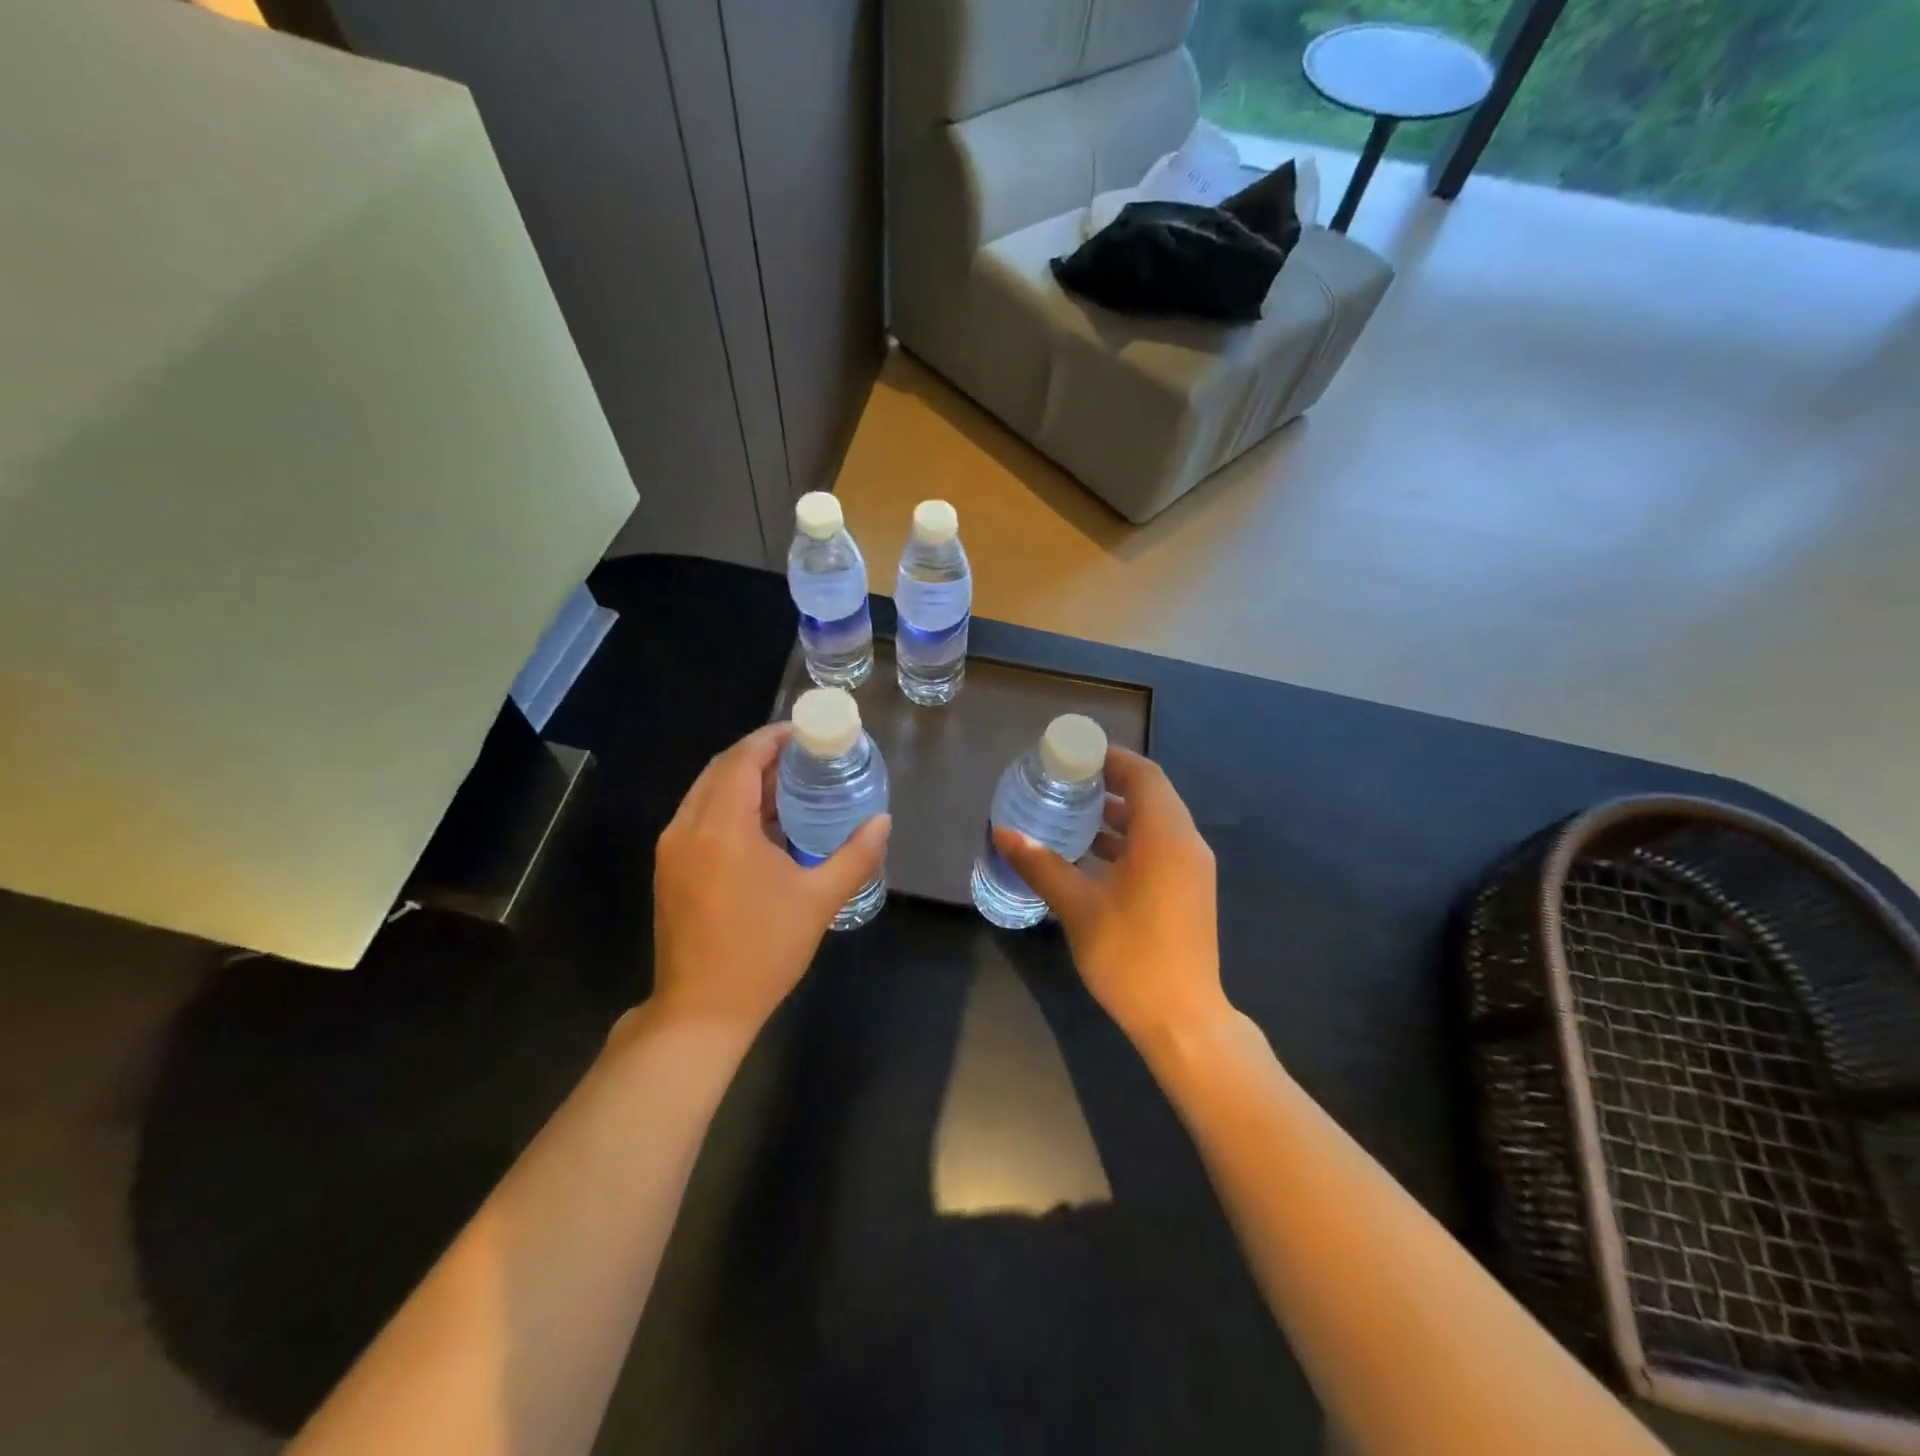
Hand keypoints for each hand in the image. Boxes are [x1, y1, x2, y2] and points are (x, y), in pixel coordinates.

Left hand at [647, 723, 890, 1032]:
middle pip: (720, 769)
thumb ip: (856, 855)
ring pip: (705, 792)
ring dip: (741, 779)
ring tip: (786, 782)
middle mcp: (687, 828)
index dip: (772, 738)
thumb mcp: (819, 901)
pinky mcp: (669, 868)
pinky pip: (698, 816)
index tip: (804, 731)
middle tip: (801, 755)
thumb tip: (883, 821)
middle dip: (759, 754)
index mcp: (721, 828)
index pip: (742, 761)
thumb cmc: (763, 951)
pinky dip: (727, 804)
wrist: (702, 1011)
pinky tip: (760, 821)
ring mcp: (672, 849)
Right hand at [993, 747, 1228, 1046]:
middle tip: (1063, 782)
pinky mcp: (1189, 888)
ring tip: (1071, 813)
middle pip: (1150, 794)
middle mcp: (1186, 842)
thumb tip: (1003, 832)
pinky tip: (1091, 854)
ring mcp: (1192, 867)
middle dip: (1108, 782)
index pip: (1142, 774)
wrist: (1183, 1019)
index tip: (1070, 756)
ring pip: (1155, 821)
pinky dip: (1128, 838)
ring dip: (1117, 812)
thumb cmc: (1130, 956)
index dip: (1108, 758)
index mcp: (1164, 836)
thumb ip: (1041, 864)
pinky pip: (1159, 844)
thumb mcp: (1078, 907)